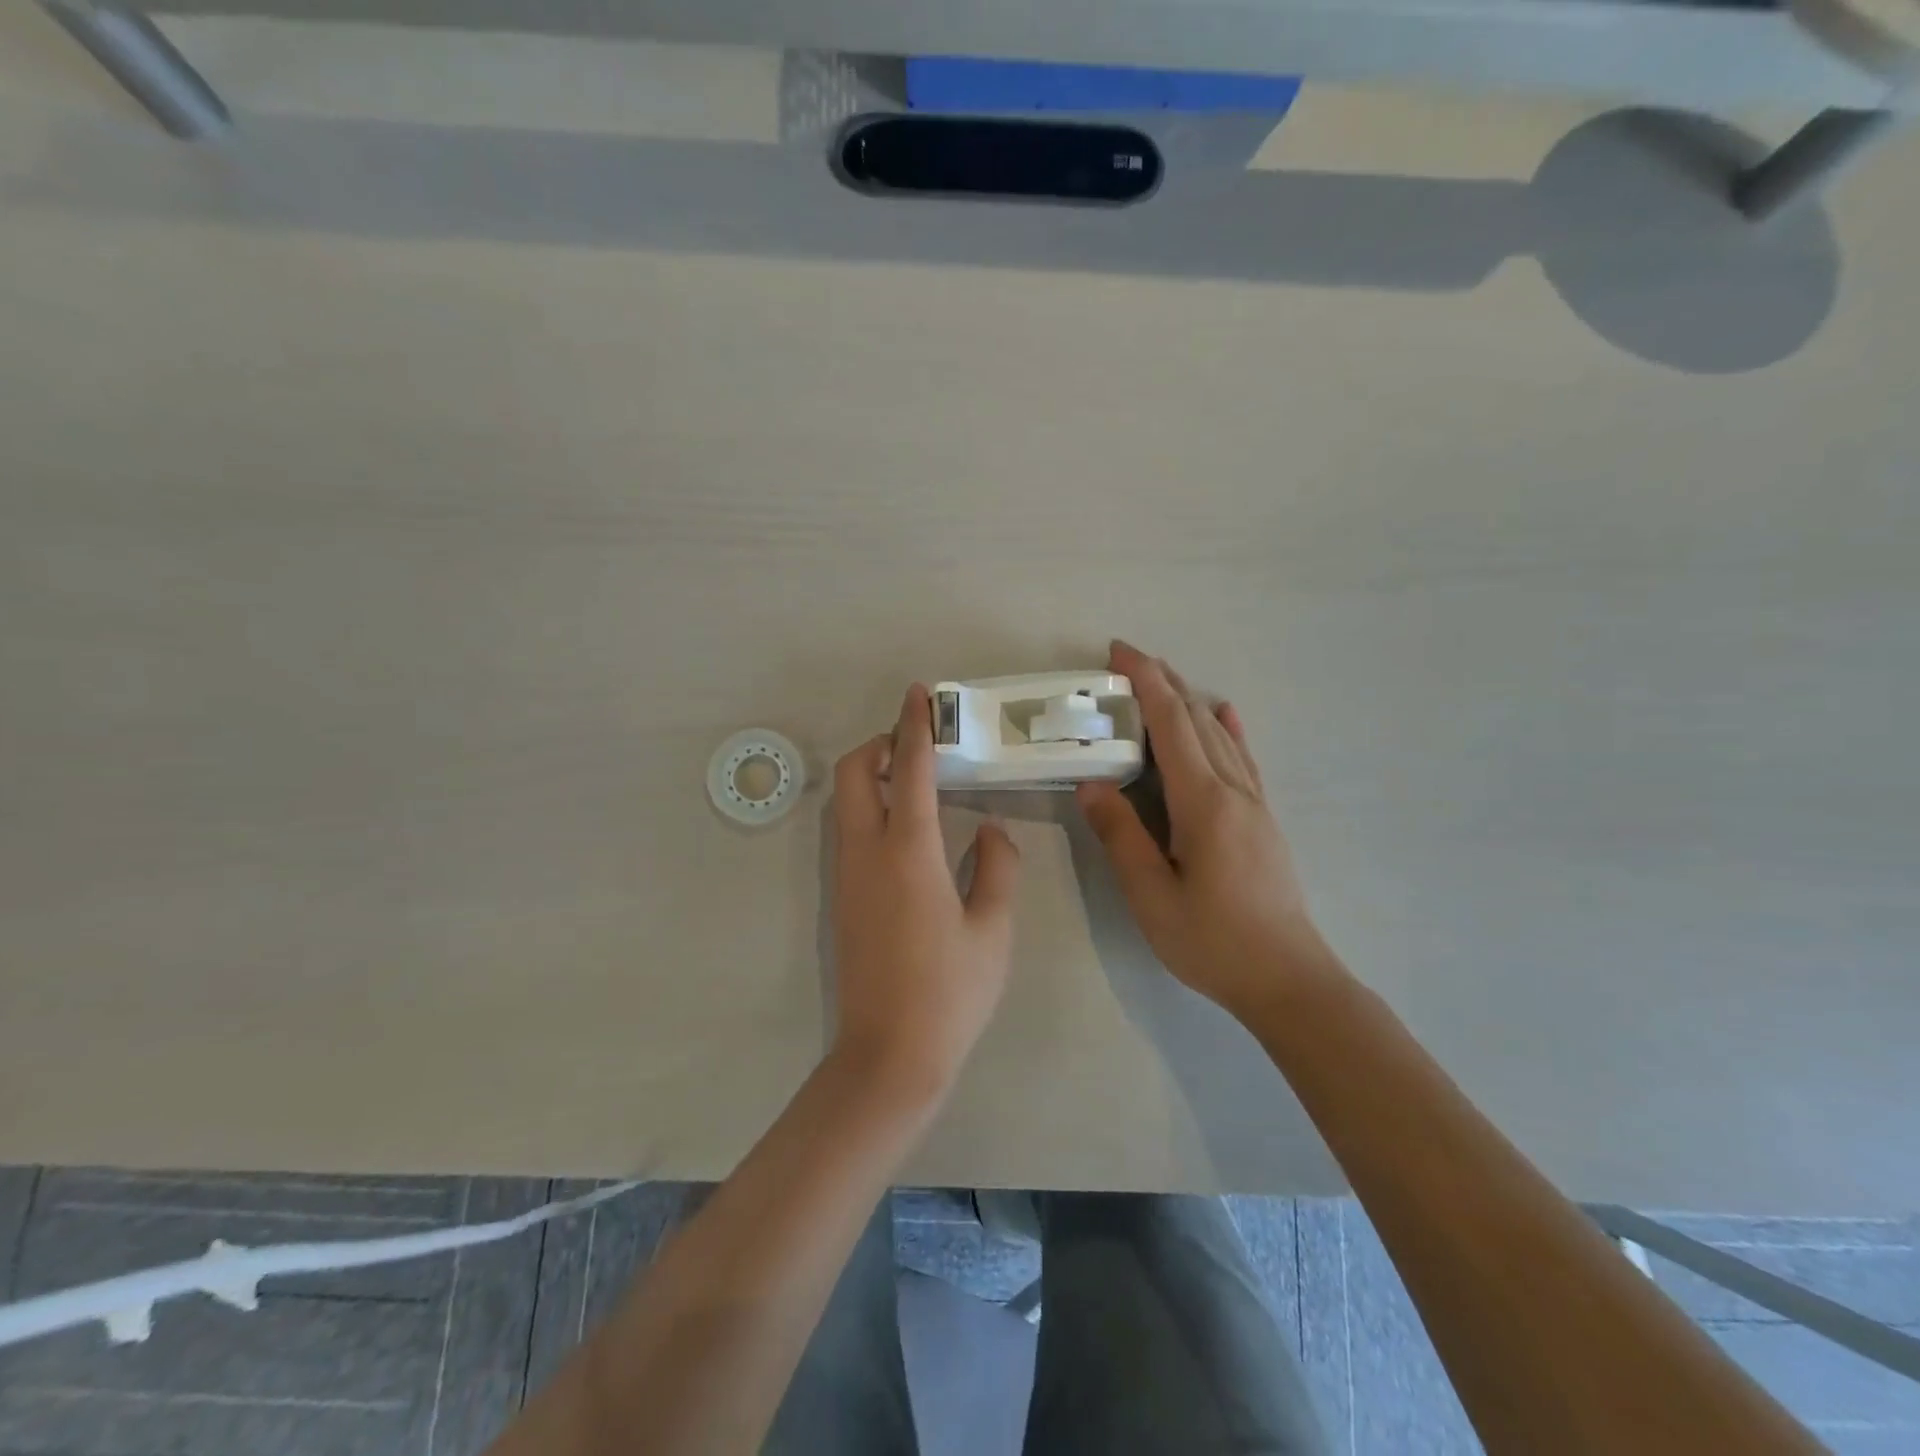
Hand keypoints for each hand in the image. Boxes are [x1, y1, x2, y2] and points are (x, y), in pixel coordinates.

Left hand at [829, 684, 1020, 1101]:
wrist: (889, 1055)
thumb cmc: (951, 991)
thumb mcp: (993, 928)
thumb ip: (996, 867)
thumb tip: (989, 831)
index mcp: (909, 852)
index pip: (907, 770)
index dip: (914, 727)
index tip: (919, 694)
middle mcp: (866, 853)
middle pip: (852, 773)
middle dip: (878, 745)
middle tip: (917, 746)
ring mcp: (846, 875)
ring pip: (844, 802)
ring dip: (870, 776)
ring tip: (915, 782)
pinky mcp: (841, 897)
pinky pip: (848, 831)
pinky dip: (868, 808)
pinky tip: (908, 830)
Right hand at [1076, 641, 1339, 1019]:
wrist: (1288, 979)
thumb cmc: (1212, 941)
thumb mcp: (1151, 895)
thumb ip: (1121, 836)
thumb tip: (1092, 784)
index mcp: (1203, 803)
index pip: (1171, 725)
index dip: (1145, 683)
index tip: (1118, 653)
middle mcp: (1233, 790)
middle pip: (1196, 720)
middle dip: (1162, 682)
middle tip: (1126, 660)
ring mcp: (1254, 803)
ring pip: (1220, 735)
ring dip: (1189, 700)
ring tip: (1161, 679)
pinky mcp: (1263, 820)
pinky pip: (1244, 759)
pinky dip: (1228, 729)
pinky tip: (1225, 715)